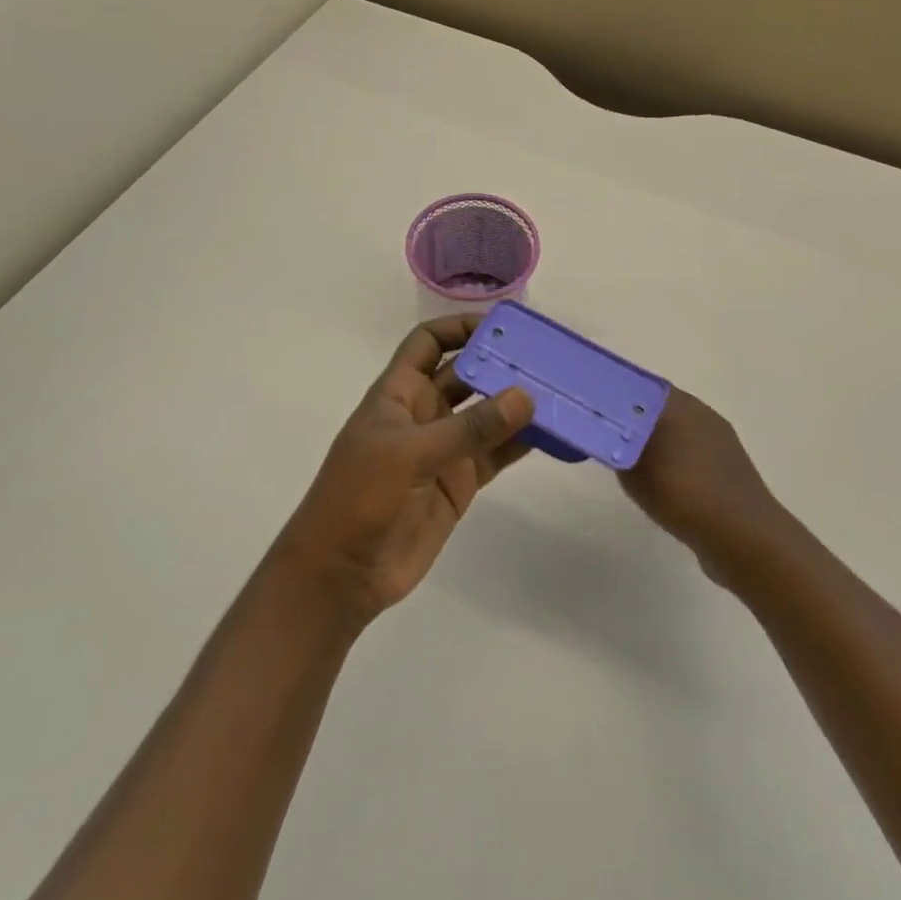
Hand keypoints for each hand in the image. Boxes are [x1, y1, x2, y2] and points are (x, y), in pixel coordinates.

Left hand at [277, 315, 534, 624]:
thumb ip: (470, 428)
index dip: (460, 327)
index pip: (428, 342)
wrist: (342, 575)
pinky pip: (497, 453)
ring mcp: (444, 449)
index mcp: (399, 393)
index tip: (502, 324)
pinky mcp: (461, 482)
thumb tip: (526, 396)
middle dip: (500, 363)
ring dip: (517, 403)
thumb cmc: (359, 497)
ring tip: (558, 390)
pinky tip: (553, 433)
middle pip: (466, 374)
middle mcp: (424, 413)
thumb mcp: (410, 454)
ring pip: (487, 414)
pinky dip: (522, 442)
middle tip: (546, 356)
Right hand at [620, 389, 787, 581]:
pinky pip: (691, 455)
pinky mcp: (728, 468)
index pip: (638, 386)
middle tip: (604, 436)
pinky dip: (673, 462)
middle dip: (631, 420)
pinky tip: (661, 485)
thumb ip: (616, 446)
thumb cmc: (683, 493)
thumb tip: (608, 434)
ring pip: (676, 431)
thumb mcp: (633, 470)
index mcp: (679, 404)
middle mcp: (701, 413)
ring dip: (653, 442)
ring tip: (628, 462)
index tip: (592, 410)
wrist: (742, 536)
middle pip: (656, 408)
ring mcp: (719, 441)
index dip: (613, 396)